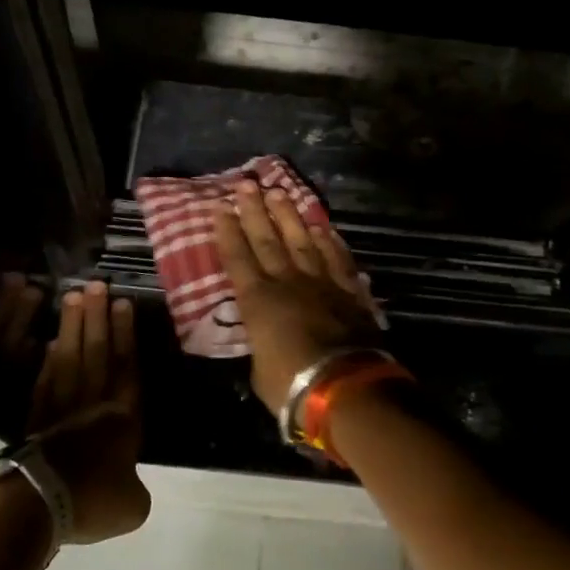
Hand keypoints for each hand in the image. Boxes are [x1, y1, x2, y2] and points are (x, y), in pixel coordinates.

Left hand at [26, 281, 149, 544]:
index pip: (126, 366)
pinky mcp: (34, 420)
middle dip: (98, 317)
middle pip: (97, 352)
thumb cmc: (91, 500)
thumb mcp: (131, 506)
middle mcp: (92, 404)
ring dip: (74, 327)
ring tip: (74, 297)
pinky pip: (45, 381)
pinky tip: (52, 342)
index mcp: (122, 419)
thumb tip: (128, 484)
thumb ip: (134, 488)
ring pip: (71, 358)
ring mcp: (60, 409)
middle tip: (96, 284)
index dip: (125, 334)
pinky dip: (50, 360)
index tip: (123, 303)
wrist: (37, 506)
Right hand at [213, 180, 381, 413]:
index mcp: (257, 300)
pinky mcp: (348, 289)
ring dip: (289, 215)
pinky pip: (336, 257)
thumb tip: (264, 336)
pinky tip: (322, 226)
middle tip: (246, 184)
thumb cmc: (290, 385)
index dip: (227, 231)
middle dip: (254, 210)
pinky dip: (328, 240)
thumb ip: (260, 342)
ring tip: (279, 192)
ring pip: (301, 240)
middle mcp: (286, 281)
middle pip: (266, 239)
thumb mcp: (259, 369)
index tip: (221, 206)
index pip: (237, 257)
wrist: (343, 385)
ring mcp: (320, 281)